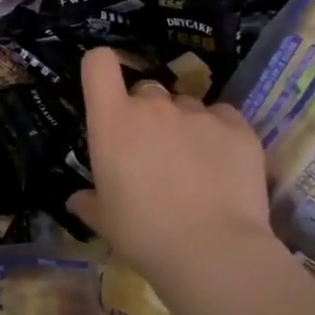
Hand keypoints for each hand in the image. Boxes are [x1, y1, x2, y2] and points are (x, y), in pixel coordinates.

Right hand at [70, 46, 280, 283]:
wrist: (212, 250)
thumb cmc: (143, 233)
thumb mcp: (104, 221)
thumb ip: (88, 202)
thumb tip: (77, 199)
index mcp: (112, 121)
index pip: (98, 64)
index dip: (100, 68)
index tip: (106, 89)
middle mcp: (153, 106)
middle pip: (146, 90)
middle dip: (147, 112)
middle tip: (153, 150)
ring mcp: (198, 112)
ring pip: (186, 105)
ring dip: (184, 125)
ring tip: (193, 164)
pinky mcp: (237, 125)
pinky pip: (222, 117)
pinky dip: (219, 133)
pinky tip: (222, 165)